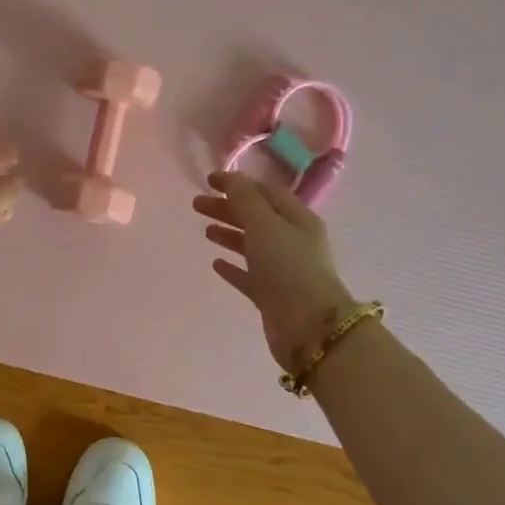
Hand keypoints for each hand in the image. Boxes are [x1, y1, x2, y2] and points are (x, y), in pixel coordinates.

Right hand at [193, 171, 353, 367]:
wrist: (308, 327)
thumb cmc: (288, 268)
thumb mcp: (265, 225)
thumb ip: (244, 200)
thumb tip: (229, 177)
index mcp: (297, 219)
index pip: (265, 192)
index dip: (237, 184)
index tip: (208, 181)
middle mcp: (292, 241)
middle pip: (256, 217)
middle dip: (227, 208)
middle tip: (196, 205)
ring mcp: (282, 269)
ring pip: (251, 245)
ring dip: (229, 234)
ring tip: (205, 230)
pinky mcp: (271, 295)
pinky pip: (248, 275)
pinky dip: (233, 266)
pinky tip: (215, 263)